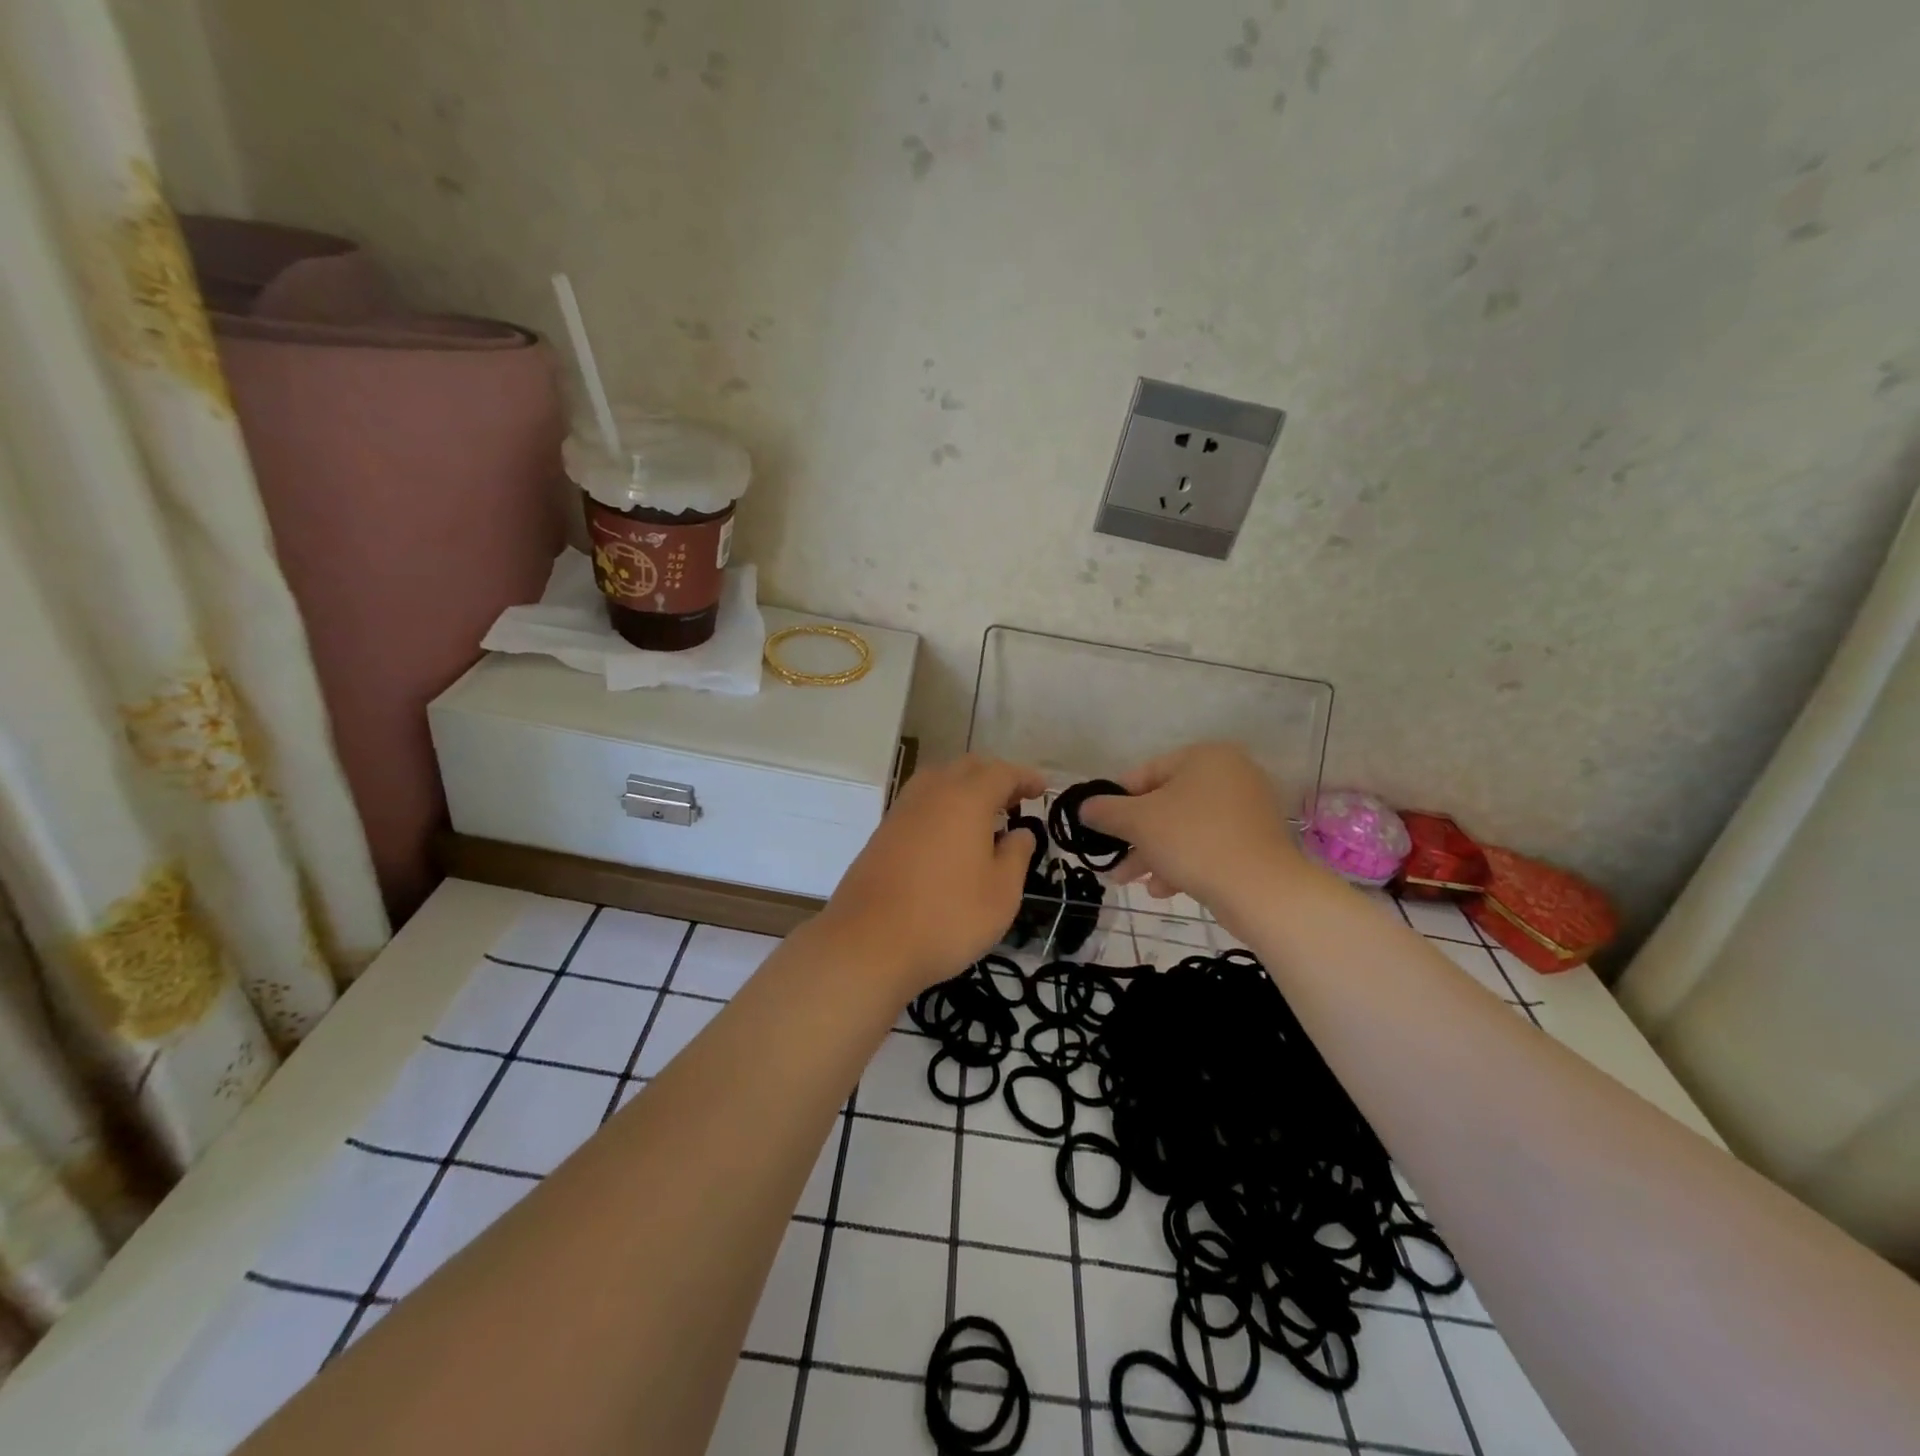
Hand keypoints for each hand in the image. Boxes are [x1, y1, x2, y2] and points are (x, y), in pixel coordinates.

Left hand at [820, 754, 1044, 994]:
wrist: (868, 943)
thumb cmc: (947, 917)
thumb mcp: (1001, 893)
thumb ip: (1016, 855)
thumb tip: (1020, 832)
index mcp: (965, 799)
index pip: (1001, 773)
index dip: (1024, 777)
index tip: (1042, 788)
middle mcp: (930, 794)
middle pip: (966, 768)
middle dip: (994, 776)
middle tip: (1015, 799)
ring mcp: (901, 812)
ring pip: (937, 781)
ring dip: (964, 788)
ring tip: (983, 816)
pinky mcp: (882, 834)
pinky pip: (919, 804)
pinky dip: (942, 807)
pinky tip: (950, 837)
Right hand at [1078, 742, 1309, 910]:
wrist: (1262, 890)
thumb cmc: (1193, 841)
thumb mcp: (1138, 822)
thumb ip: (1106, 811)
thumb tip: (1084, 807)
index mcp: (1205, 757)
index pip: (1146, 773)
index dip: (1117, 801)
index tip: (1100, 827)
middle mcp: (1231, 774)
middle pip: (1166, 803)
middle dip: (1135, 836)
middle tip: (1113, 860)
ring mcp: (1248, 809)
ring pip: (1185, 828)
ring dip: (1154, 854)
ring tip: (1131, 881)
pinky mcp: (1256, 842)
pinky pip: (1208, 845)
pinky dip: (1183, 862)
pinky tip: (1163, 890)